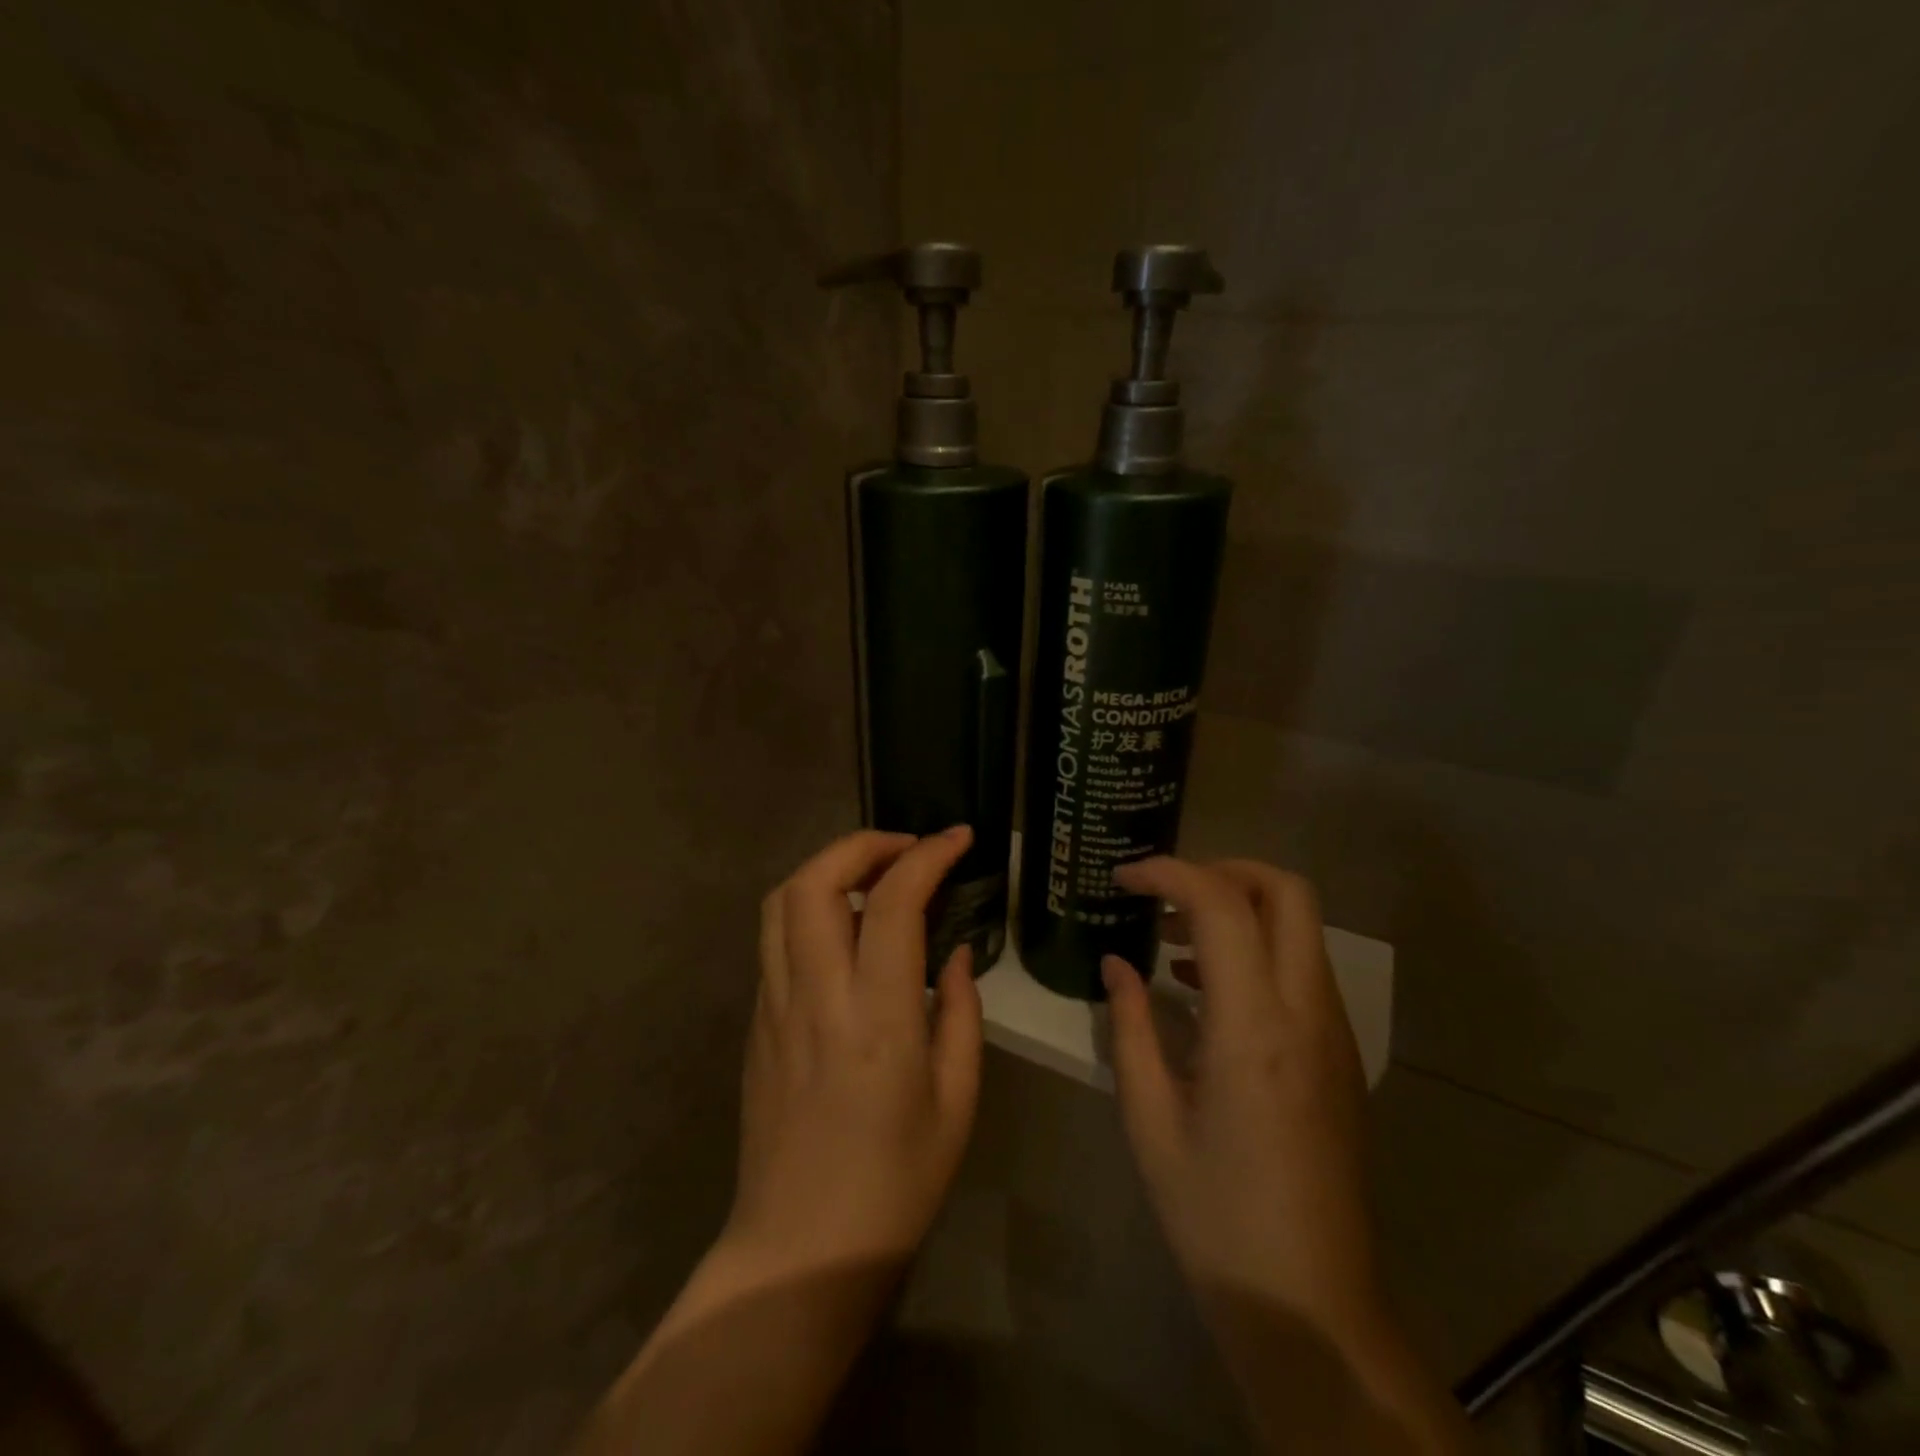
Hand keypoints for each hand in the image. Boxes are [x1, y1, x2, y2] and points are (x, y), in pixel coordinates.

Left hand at [724, 825, 983, 1274]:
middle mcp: (815, 995)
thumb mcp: (957, 1100)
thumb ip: (960, 1011)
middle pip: (814, 880)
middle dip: (862, 844)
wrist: (800, 1248)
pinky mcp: (755, 1021)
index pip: (893, 902)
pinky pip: (775, 939)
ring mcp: (773, 1005)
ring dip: (827, 868)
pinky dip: (809, 907)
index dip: (928, 855)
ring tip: (872, 876)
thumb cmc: (896, 1182)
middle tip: (907, 849)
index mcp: (876, 1016)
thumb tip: (953, 953)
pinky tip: (844, 931)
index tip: (958, 839)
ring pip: (781, 901)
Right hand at [1103, 857, 1378, 1341]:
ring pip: (1300, 926)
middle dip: (1222, 869)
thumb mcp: (1150, 1119)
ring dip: (1240, 909)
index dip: (1169, 872)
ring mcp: (1334, 1032)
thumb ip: (1130, 1027)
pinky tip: (1207, 989)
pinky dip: (1257, 949)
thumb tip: (1117, 964)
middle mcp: (1306, 1013)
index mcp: (1254, 1027)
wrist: (1311, 1304)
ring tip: (1173, 939)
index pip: (1222, 905)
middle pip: (1287, 891)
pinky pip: (1302, 968)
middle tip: (1163, 892)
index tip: (1124, 878)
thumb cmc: (1216, 1215)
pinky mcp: (1341, 1054)